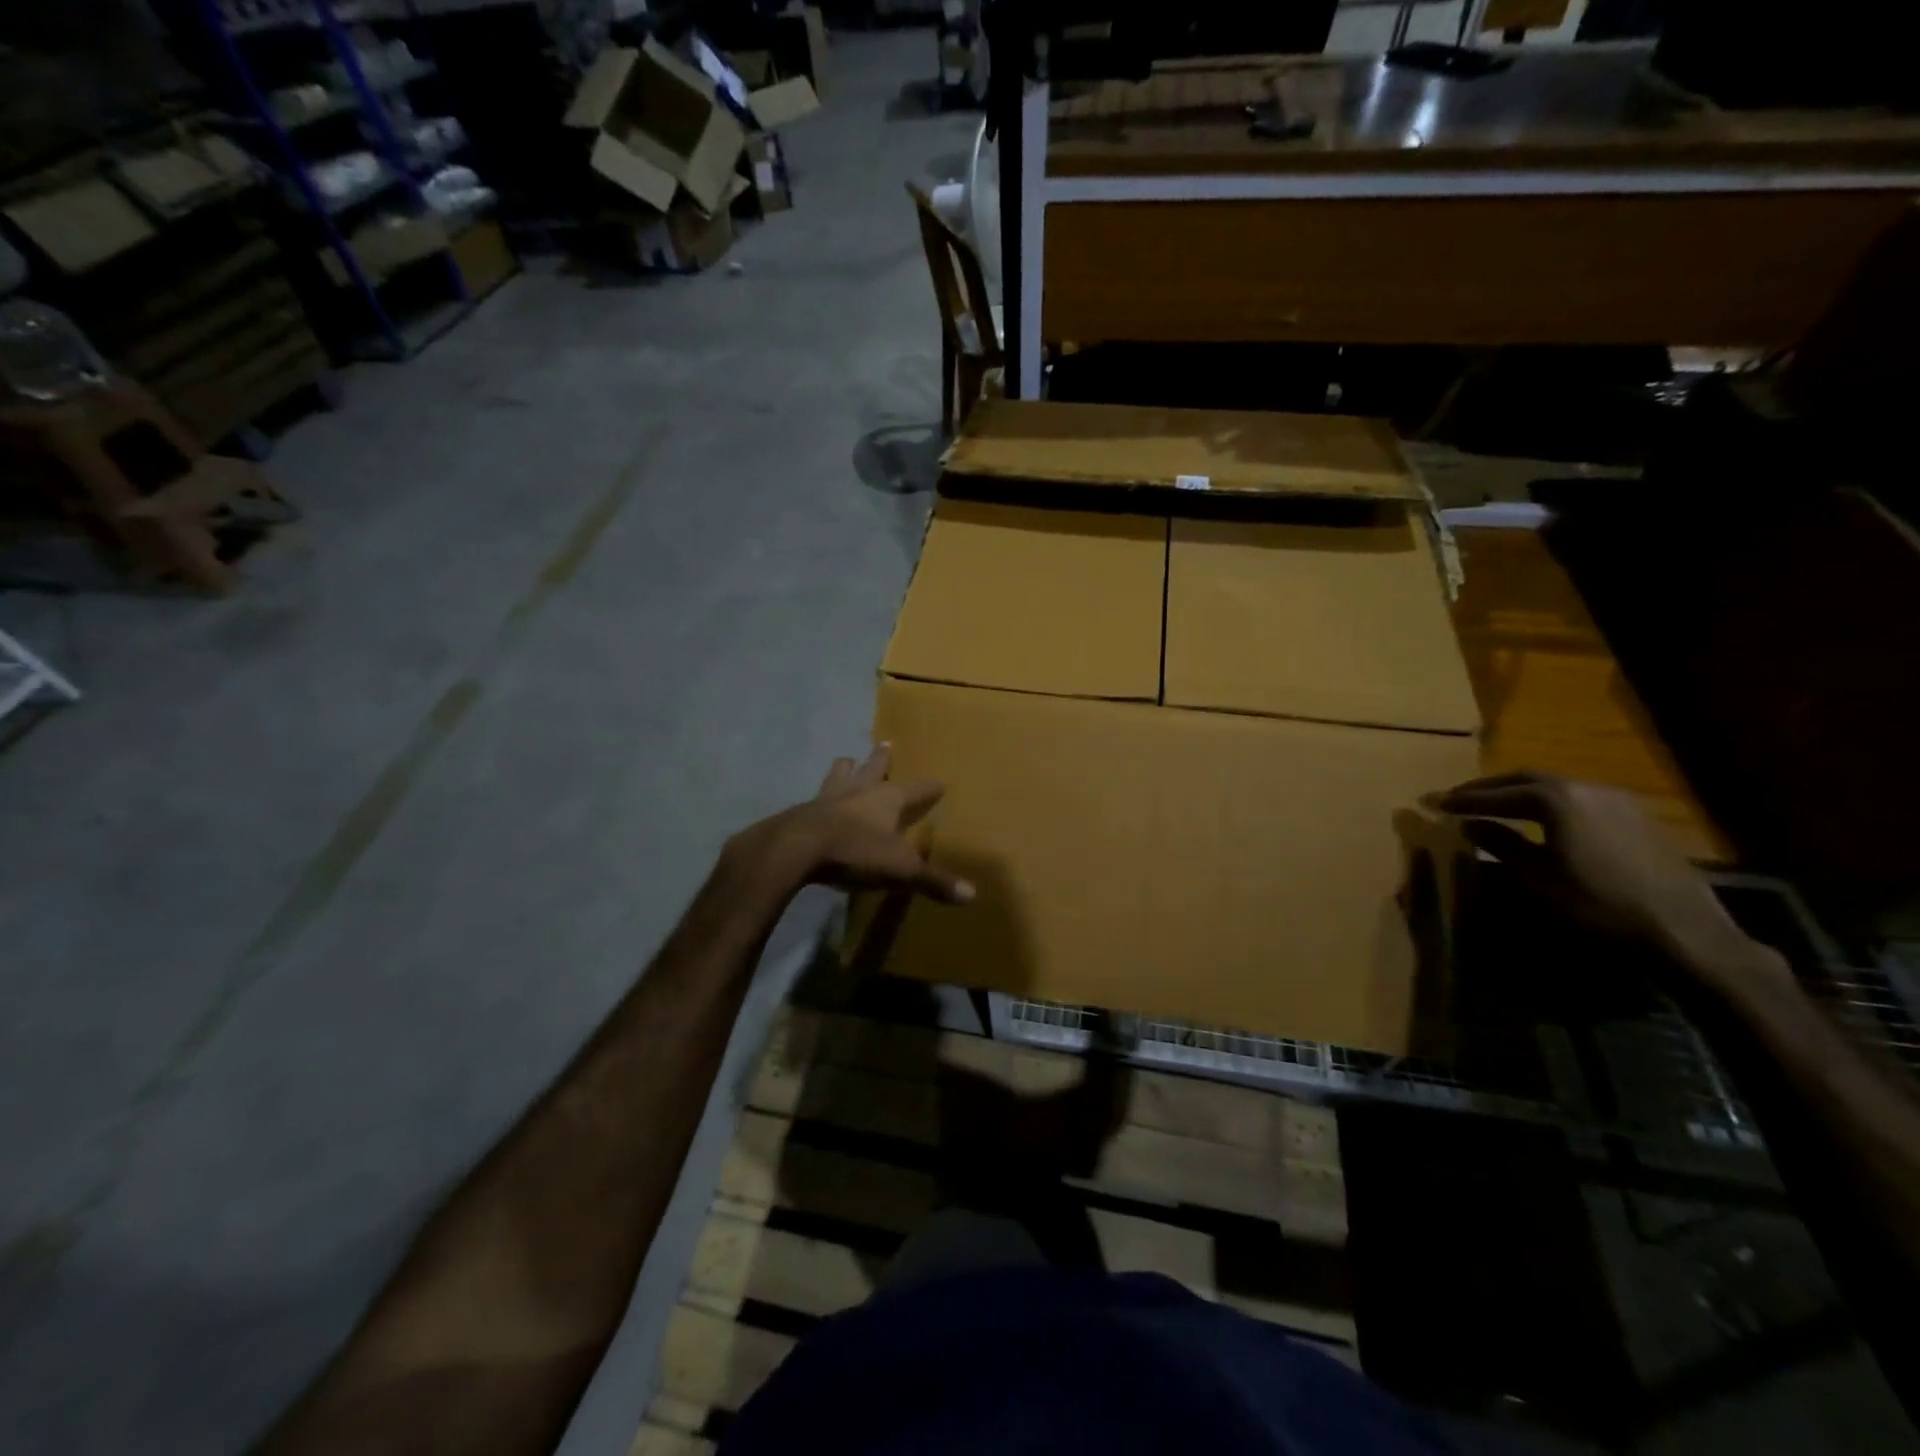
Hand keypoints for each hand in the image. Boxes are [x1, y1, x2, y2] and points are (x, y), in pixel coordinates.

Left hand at [731, 745, 974, 904]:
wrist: (795, 850)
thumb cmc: (855, 852)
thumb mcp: (900, 870)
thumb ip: (933, 881)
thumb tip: (972, 895)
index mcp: (886, 800)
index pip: (916, 789)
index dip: (929, 787)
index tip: (939, 782)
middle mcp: (858, 791)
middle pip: (872, 768)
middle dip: (881, 759)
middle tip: (885, 743)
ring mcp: (826, 799)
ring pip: (838, 775)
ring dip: (845, 769)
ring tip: (846, 761)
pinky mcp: (801, 813)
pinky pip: (814, 799)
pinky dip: (820, 799)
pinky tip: (816, 803)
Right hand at [1437, 772, 1746, 967]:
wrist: (1684, 931)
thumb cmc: (1597, 904)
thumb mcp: (1537, 878)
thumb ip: (1500, 845)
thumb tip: (1469, 824)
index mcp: (1557, 799)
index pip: (1498, 793)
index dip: (1463, 799)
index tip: (1434, 803)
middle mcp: (1587, 788)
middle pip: (1527, 779)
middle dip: (1490, 788)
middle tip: (1459, 797)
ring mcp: (1618, 800)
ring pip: (1557, 787)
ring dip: (1521, 793)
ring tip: (1497, 805)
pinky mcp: (1638, 818)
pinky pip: (1581, 800)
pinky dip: (1551, 803)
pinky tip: (1545, 819)